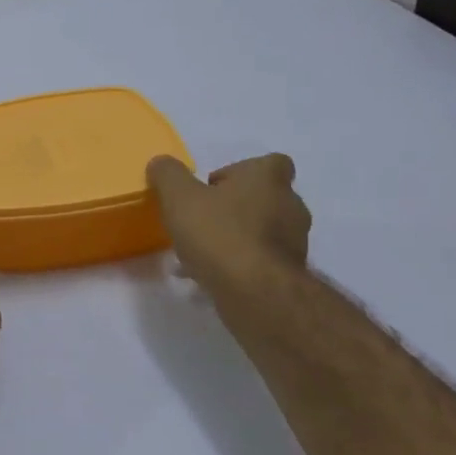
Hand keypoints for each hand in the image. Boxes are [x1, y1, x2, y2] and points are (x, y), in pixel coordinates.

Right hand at [147, 154, 311, 298]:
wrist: (255, 291)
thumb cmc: (219, 234)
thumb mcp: (179, 198)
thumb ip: (168, 176)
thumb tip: (161, 163)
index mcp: (268, 178)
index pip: (269, 163)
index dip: (241, 172)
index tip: (213, 188)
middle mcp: (290, 204)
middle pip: (265, 198)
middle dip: (237, 208)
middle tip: (204, 221)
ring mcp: (295, 241)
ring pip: (263, 232)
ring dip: (238, 238)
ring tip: (204, 255)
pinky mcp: (290, 273)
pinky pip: (262, 261)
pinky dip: (241, 265)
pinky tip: (213, 278)